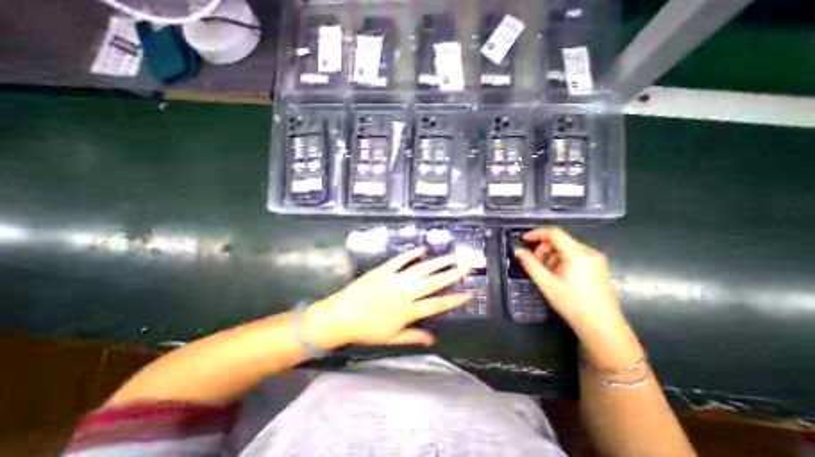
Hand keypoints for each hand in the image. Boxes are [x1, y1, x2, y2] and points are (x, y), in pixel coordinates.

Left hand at [306, 248, 470, 347]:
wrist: (343, 316)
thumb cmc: (367, 330)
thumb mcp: (392, 338)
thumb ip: (414, 337)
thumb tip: (433, 339)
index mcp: (408, 311)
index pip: (437, 304)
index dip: (455, 299)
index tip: (469, 292)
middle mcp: (405, 294)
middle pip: (432, 283)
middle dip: (451, 275)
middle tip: (465, 267)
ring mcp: (394, 280)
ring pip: (419, 270)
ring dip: (436, 263)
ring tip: (450, 257)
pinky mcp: (382, 271)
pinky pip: (399, 261)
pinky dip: (411, 254)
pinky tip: (422, 249)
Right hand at [514, 226, 624, 336]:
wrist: (602, 327)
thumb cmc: (572, 303)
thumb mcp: (546, 283)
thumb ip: (530, 264)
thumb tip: (518, 251)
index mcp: (578, 254)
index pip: (554, 233)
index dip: (537, 234)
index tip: (523, 240)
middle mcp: (589, 252)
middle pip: (560, 241)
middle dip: (543, 249)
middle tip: (534, 263)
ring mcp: (596, 260)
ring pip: (566, 249)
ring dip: (551, 256)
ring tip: (546, 273)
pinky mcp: (597, 267)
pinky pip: (574, 256)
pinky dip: (561, 261)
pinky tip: (557, 276)